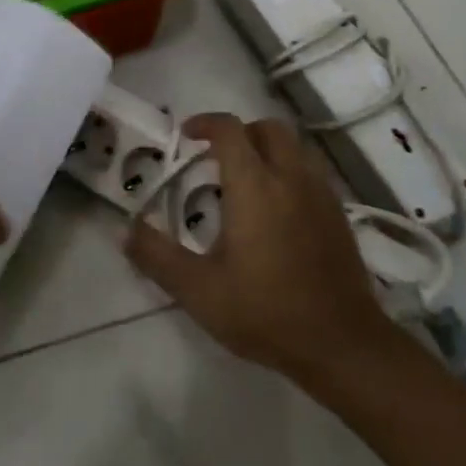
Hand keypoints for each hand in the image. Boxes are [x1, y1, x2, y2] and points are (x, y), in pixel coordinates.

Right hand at [123, 113, 394, 385]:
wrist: (341, 343)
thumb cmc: (266, 311)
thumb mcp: (200, 290)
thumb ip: (158, 257)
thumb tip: (124, 230)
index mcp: (255, 185)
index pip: (230, 130)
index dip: (205, 123)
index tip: (186, 135)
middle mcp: (290, 176)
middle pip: (267, 128)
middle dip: (240, 132)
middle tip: (216, 158)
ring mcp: (320, 192)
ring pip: (294, 146)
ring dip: (267, 148)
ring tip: (246, 181)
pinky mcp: (338, 212)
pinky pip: (310, 170)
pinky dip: (289, 170)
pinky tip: (278, 208)